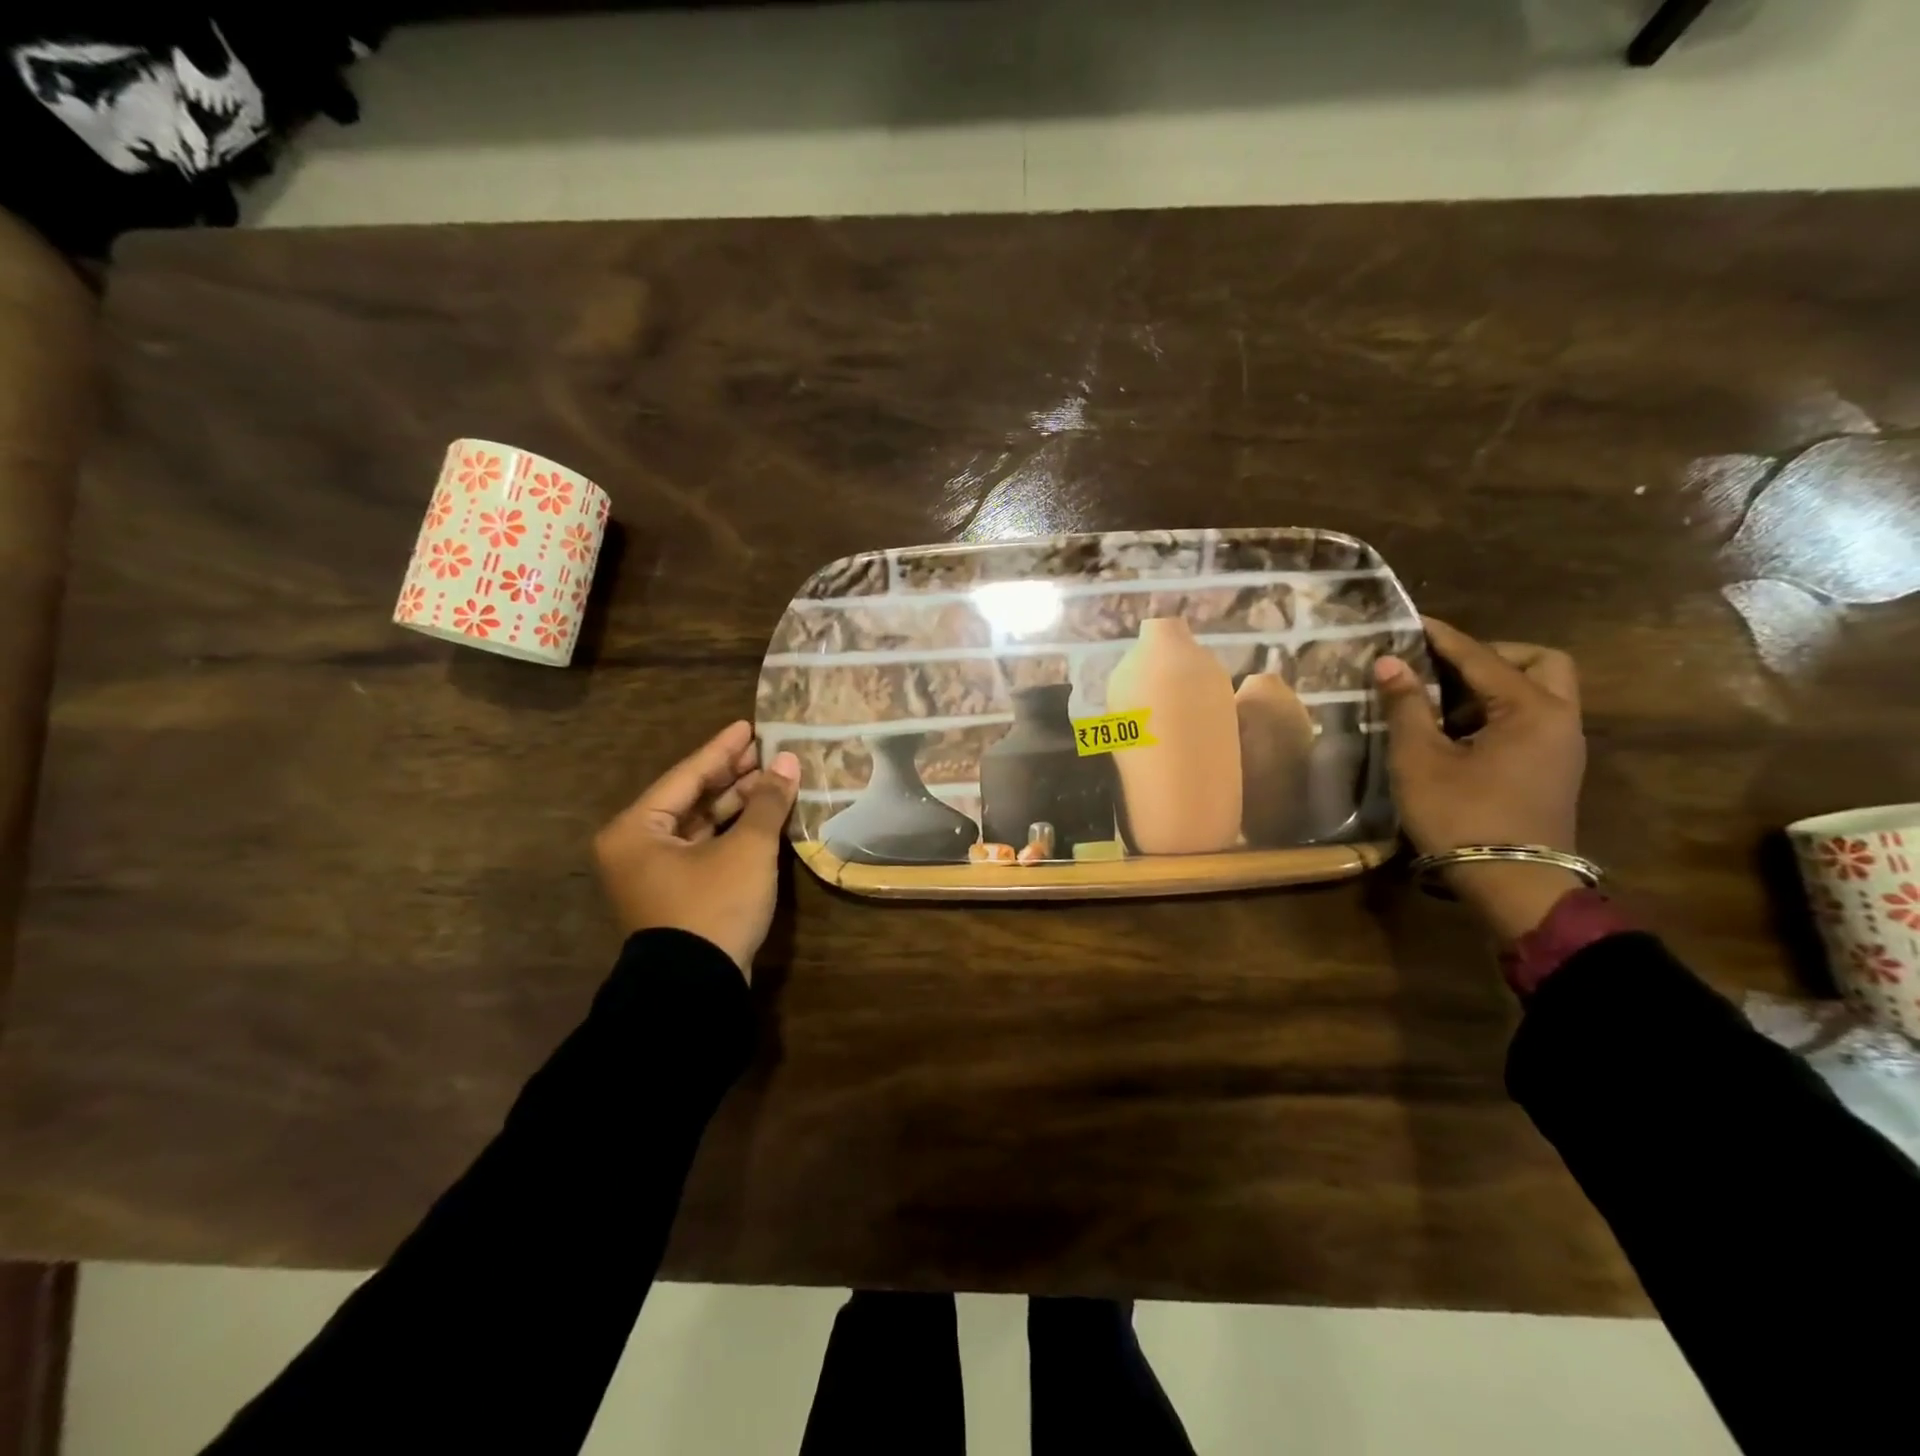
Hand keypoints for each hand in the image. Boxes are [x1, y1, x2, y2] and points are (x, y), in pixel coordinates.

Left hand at [593, 721, 800, 977]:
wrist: (695, 988)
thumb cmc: (713, 907)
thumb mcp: (746, 849)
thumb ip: (766, 801)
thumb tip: (788, 762)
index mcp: (636, 829)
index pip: (686, 775)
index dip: (722, 749)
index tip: (748, 726)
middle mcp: (637, 847)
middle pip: (690, 797)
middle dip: (731, 775)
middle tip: (766, 751)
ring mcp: (655, 873)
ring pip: (699, 824)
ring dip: (735, 803)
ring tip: (772, 779)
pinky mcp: (676, 893)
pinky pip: (704, 847)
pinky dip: (731, 831)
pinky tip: (761, 816)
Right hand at [1374, 618, 1587, 940]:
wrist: (1512, 884)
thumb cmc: (1462, 816)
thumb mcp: (1420, 759)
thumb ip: (1406, 706)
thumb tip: (1391, 662)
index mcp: (1531, 709)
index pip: (1482, 658)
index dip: (1442, 638)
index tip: (1411, 622)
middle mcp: (1559, 719)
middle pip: (1538, 663)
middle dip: (1492, 656)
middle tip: (1445, 669)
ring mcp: (1562, 747)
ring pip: (1541, 692)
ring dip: (1495, 686)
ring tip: (1441, 703)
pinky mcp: (1554, 769)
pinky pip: (1533, 719)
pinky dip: (1500, 711)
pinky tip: (1459, 732)